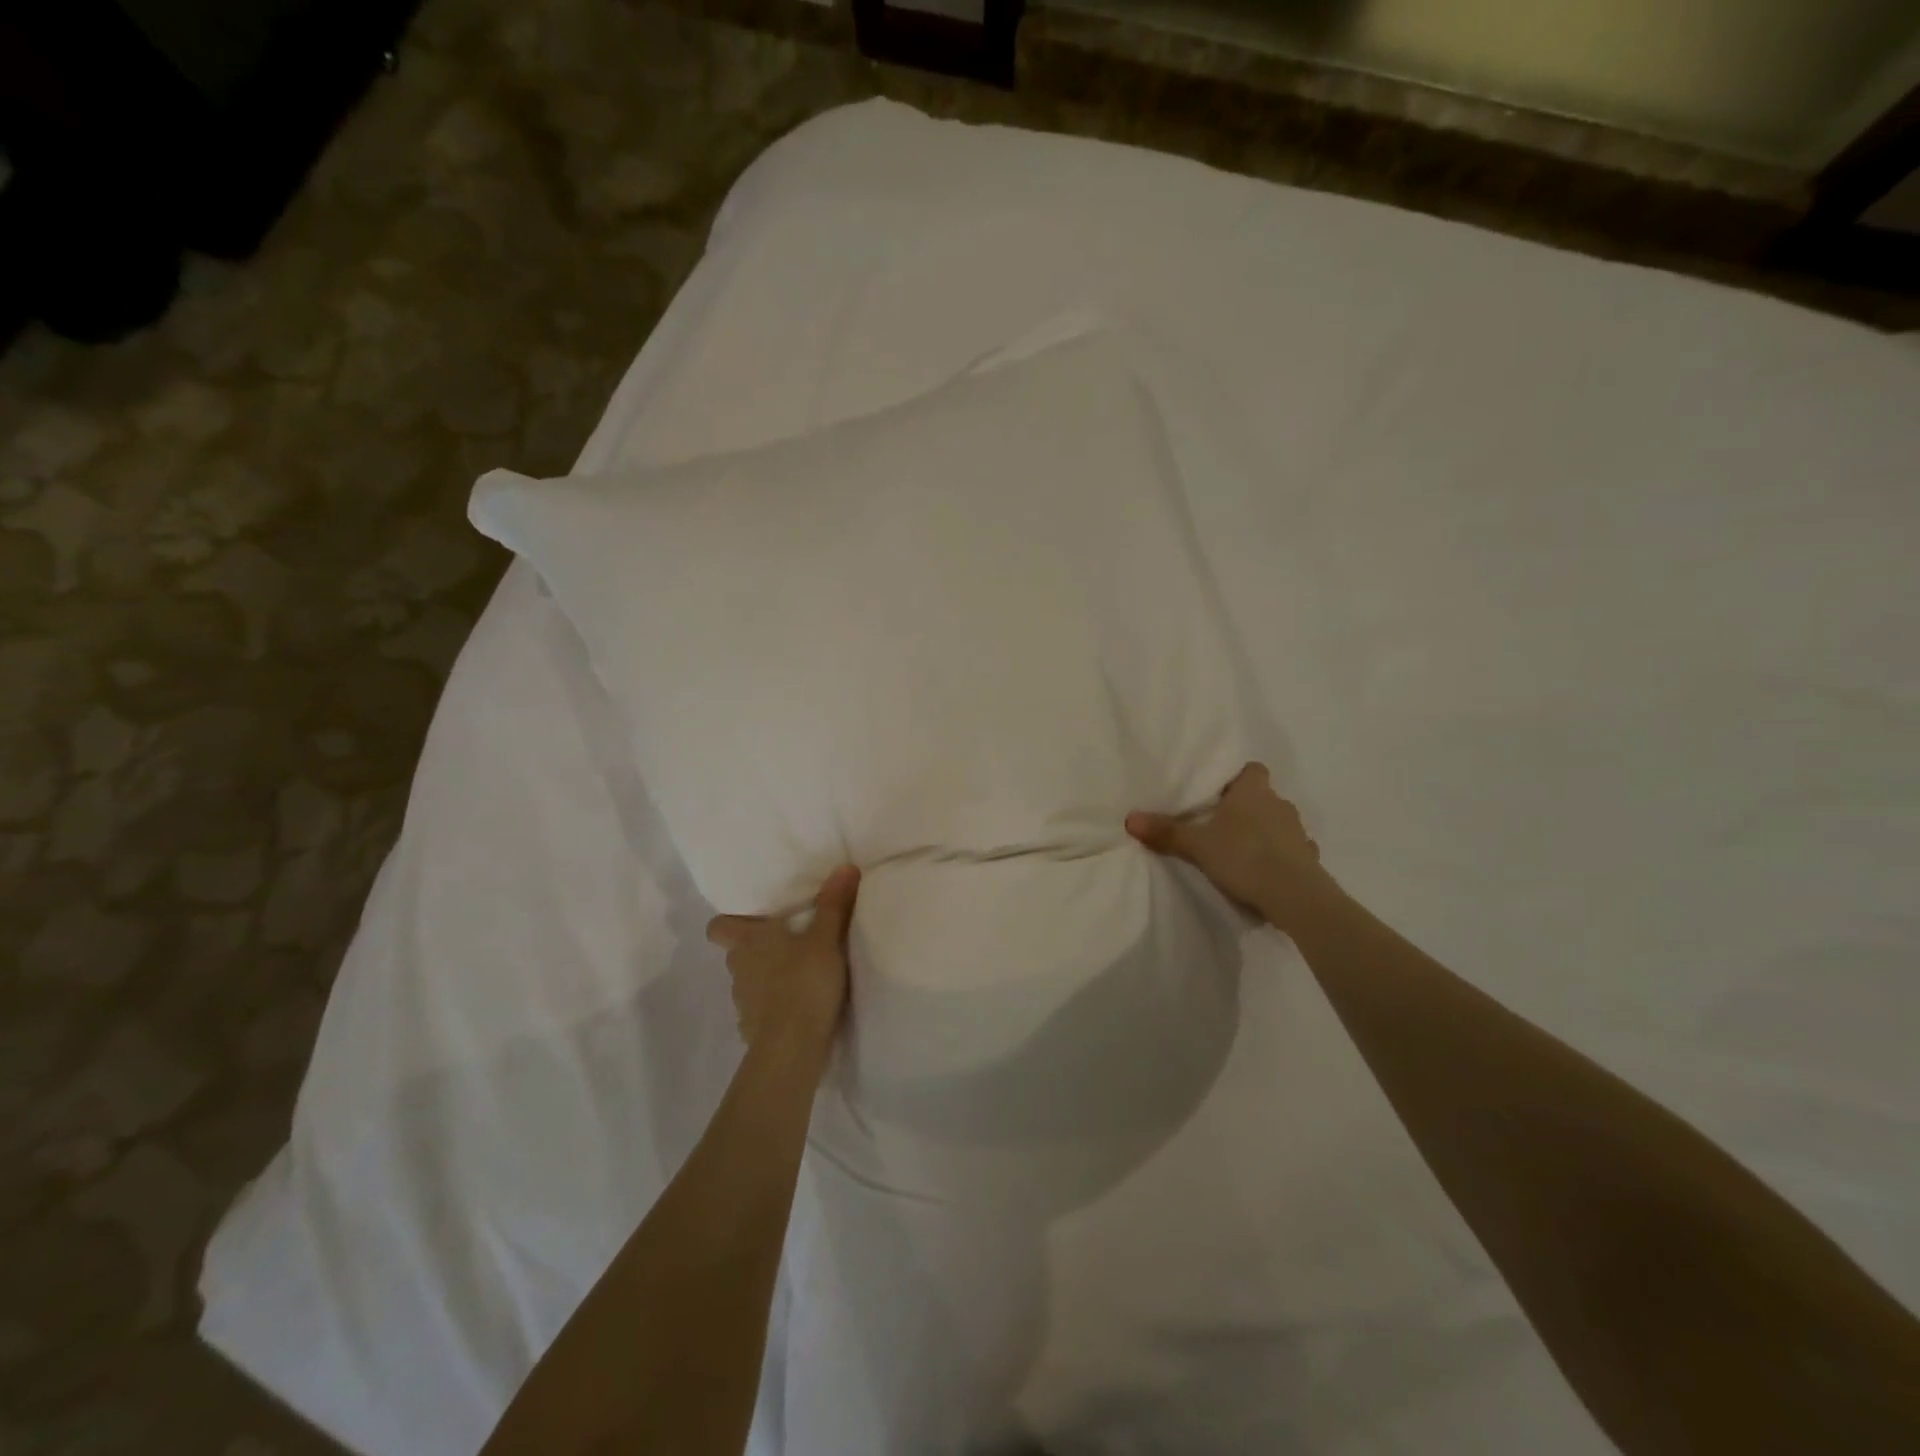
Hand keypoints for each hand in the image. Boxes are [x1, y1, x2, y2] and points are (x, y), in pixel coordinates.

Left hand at [705, 866, 859, 1054]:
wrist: (792, 1048)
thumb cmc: (804, 983)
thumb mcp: (826, 939)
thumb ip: (834, 904)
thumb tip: (844, 866)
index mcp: (748, 942)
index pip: (718, 927)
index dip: (730, 923)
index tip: (753, 920)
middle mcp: (738, 970)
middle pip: (737, 953)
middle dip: (757, 949)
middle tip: (789, 943)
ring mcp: (743, 1003)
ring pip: (749, 982)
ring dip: (767, 978)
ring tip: (798, 977)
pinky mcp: (753, 1030)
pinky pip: (760, 1012)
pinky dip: (774, 1008)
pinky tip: (798, 1009)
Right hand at [1126, 762, 1338, 932]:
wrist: (1295, 896)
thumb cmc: (1244, 856)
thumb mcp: (1196, 845)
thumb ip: (1165, 832)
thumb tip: (1130, 818)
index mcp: (1253, 791)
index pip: (1252, 769)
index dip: (1238, 778)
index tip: (1220, 792)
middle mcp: (1279, 804)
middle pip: (1263, 797)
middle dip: (1247, 808)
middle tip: (1221, 824)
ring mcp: (1298, 832)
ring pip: (1278, 824)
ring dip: (1265, 833)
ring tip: (1242, 850)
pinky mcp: (1309, 859)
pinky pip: (1292, 851)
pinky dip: (1280, 857)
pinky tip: (1266, 872)